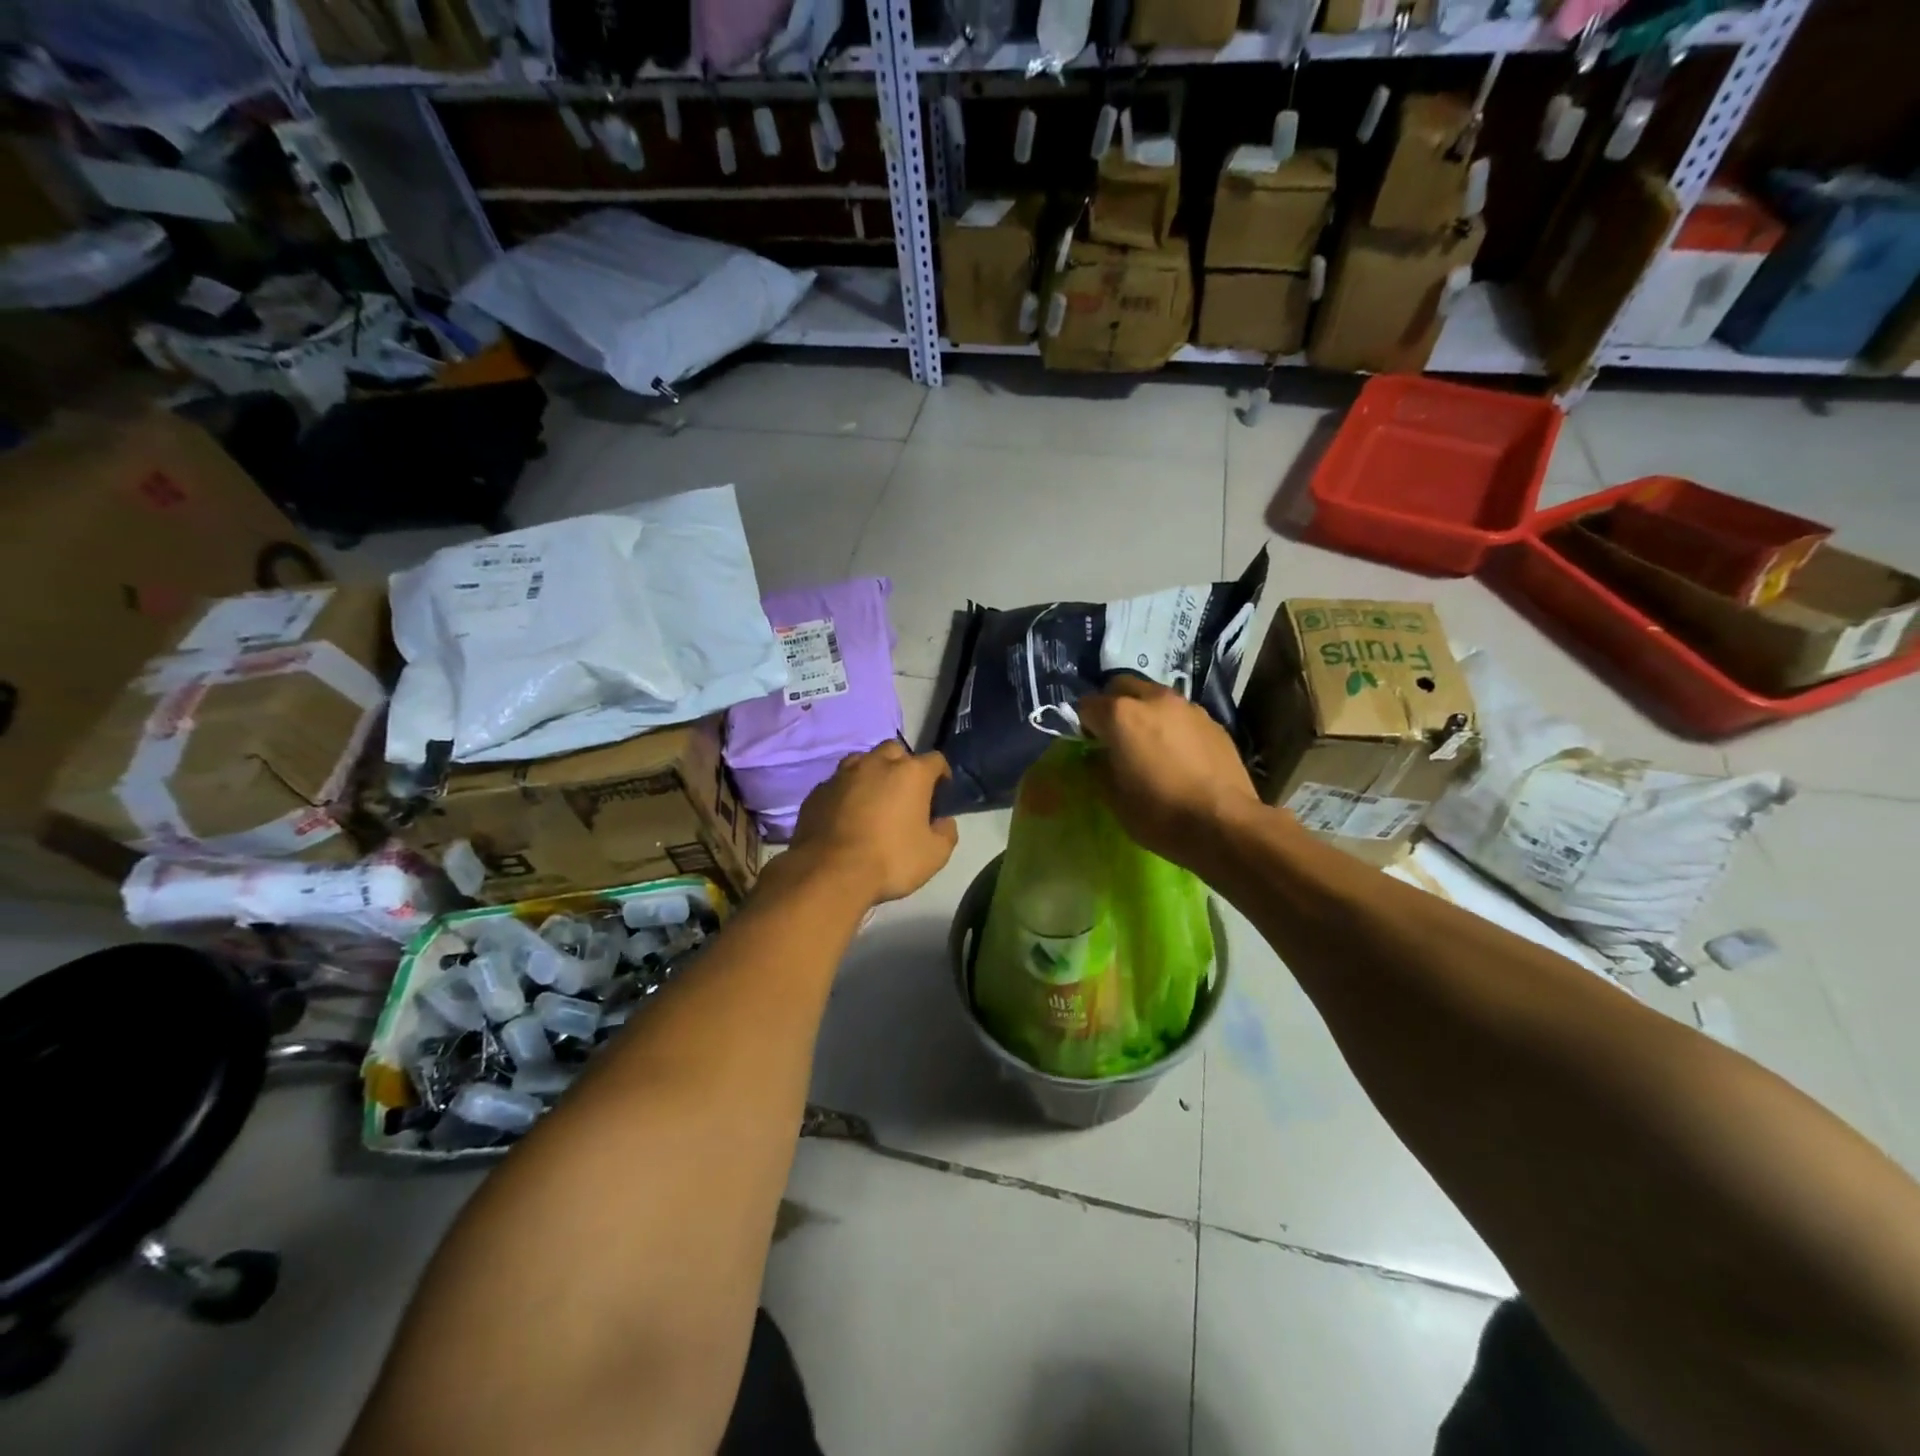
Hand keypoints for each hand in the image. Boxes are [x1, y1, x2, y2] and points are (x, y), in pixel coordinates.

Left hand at [788, 742, 959, 905]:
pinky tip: (846, 815)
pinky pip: (838, 784)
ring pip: (862, 761)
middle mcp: (876, 764)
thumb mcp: (935, 855)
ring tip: (873, 799)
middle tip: (904, 792)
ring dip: (871, 774)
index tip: (941, 792)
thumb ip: (946, 832)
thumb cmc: (890, 860)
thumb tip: (943, 821)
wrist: (829, 873)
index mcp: (910, 773)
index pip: (935, 760)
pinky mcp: (818, 791)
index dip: (941, 774)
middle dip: (903, 766)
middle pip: (895, 751)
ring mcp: (843, 775)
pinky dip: (846, 793)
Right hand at [1077, 676, 1260, 869]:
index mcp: (1121, 715)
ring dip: (1145, 712)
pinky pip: (1182, 715)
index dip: (1082, 724)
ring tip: (1149, 743)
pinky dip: (1172, 726)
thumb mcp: (1113, 797)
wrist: (1224, 824)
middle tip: (1114, 735)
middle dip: (1112, 704)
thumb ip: (1098, 767)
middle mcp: (1153, 699)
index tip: (1087, 744)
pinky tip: (1178, 755)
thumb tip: (1097, 756)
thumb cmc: (1158, 813)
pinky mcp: (1213, 722)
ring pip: (1155, 696)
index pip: (1087, 705)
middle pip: (1122, 686)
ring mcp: (1188, 708)